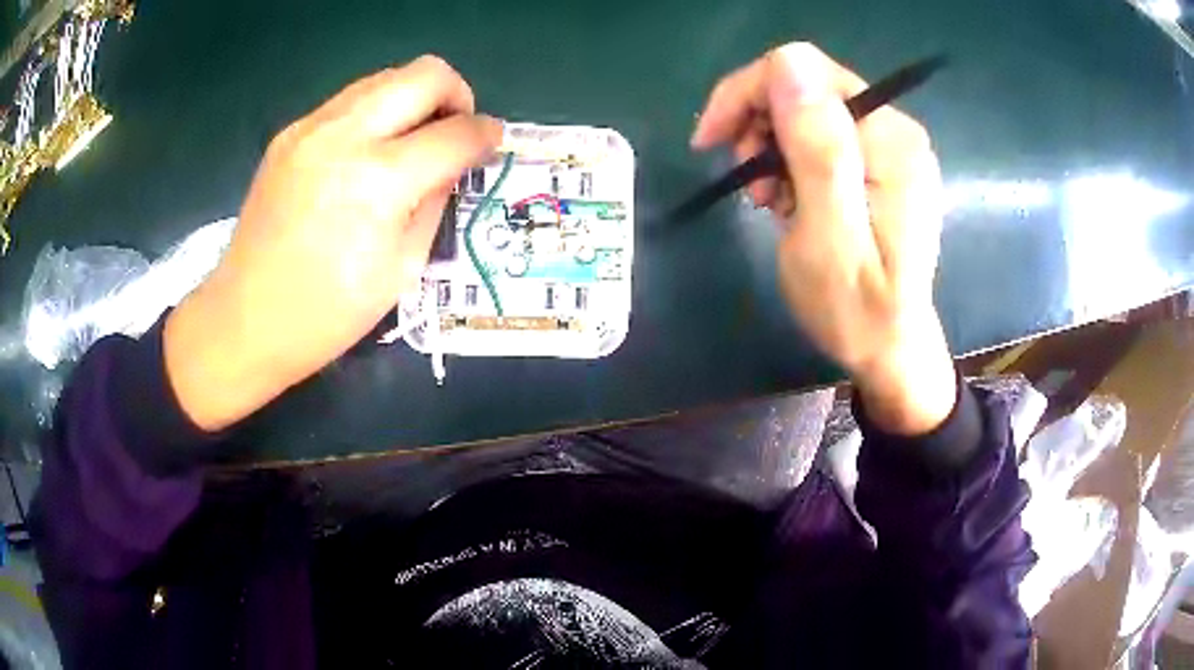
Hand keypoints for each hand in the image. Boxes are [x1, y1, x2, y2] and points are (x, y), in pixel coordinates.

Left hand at [165, 55, 501, 430]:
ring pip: (386, 76)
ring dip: (413, 99)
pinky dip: (375, 114)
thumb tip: (455, 164)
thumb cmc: (328, 313)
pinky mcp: (289, 133)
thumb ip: (436, 201)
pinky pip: (350, 100)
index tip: (492, 144)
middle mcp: (345, 136)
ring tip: (411, 141)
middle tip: (454, 131)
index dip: (486, 135)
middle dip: (456, 95)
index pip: (455, 132)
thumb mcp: (402, 268)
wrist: (245, 320)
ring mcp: (311, 127)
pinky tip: (366, 153)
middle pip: (425, 74)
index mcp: (379, 181)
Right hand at [691, 43, 954, 434]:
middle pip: (805, 86)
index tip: (712, 142)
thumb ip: (817, 150)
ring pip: (808, 108)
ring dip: (773, 147)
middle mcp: (897, 129)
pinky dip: (792, 161)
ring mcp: (892, 145)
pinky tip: (791, 199)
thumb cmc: (856, 309)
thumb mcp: (829, 236)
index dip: (748, 95)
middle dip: (760, 126)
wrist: (890, 350)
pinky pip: (821, 135)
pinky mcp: (882, 162)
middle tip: (751, 187)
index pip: (804, 70)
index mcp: (889, 141)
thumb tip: (788, 66)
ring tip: (771, 202)